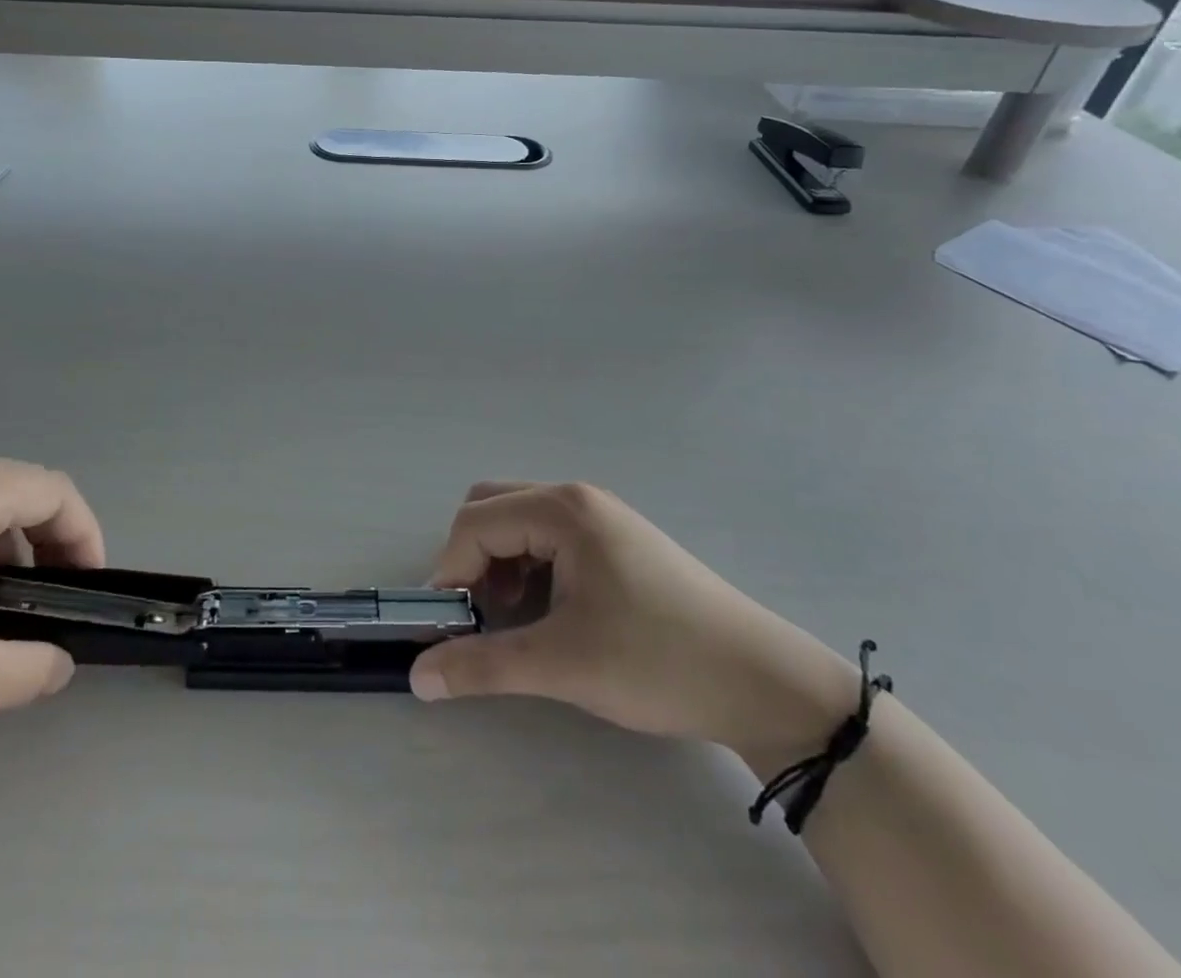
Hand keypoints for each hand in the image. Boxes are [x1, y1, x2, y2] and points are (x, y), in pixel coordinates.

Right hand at [410, 481, 856, 764]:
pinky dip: (530, 568)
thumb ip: (483, 665)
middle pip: (491, 509)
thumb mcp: (564, 664)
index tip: (451, 626)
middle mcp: (576, 499)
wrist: (763, 681)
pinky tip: (549, 612)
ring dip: (500, 564)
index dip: (450, 571)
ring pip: (519, 522)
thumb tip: (418, 675)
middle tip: (481, 615)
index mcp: (561, 510)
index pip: (475, 523)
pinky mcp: (616, 540)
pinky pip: (548, 537)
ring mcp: (600, 516)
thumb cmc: (658, 661)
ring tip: (515, 619)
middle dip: (472, 559)